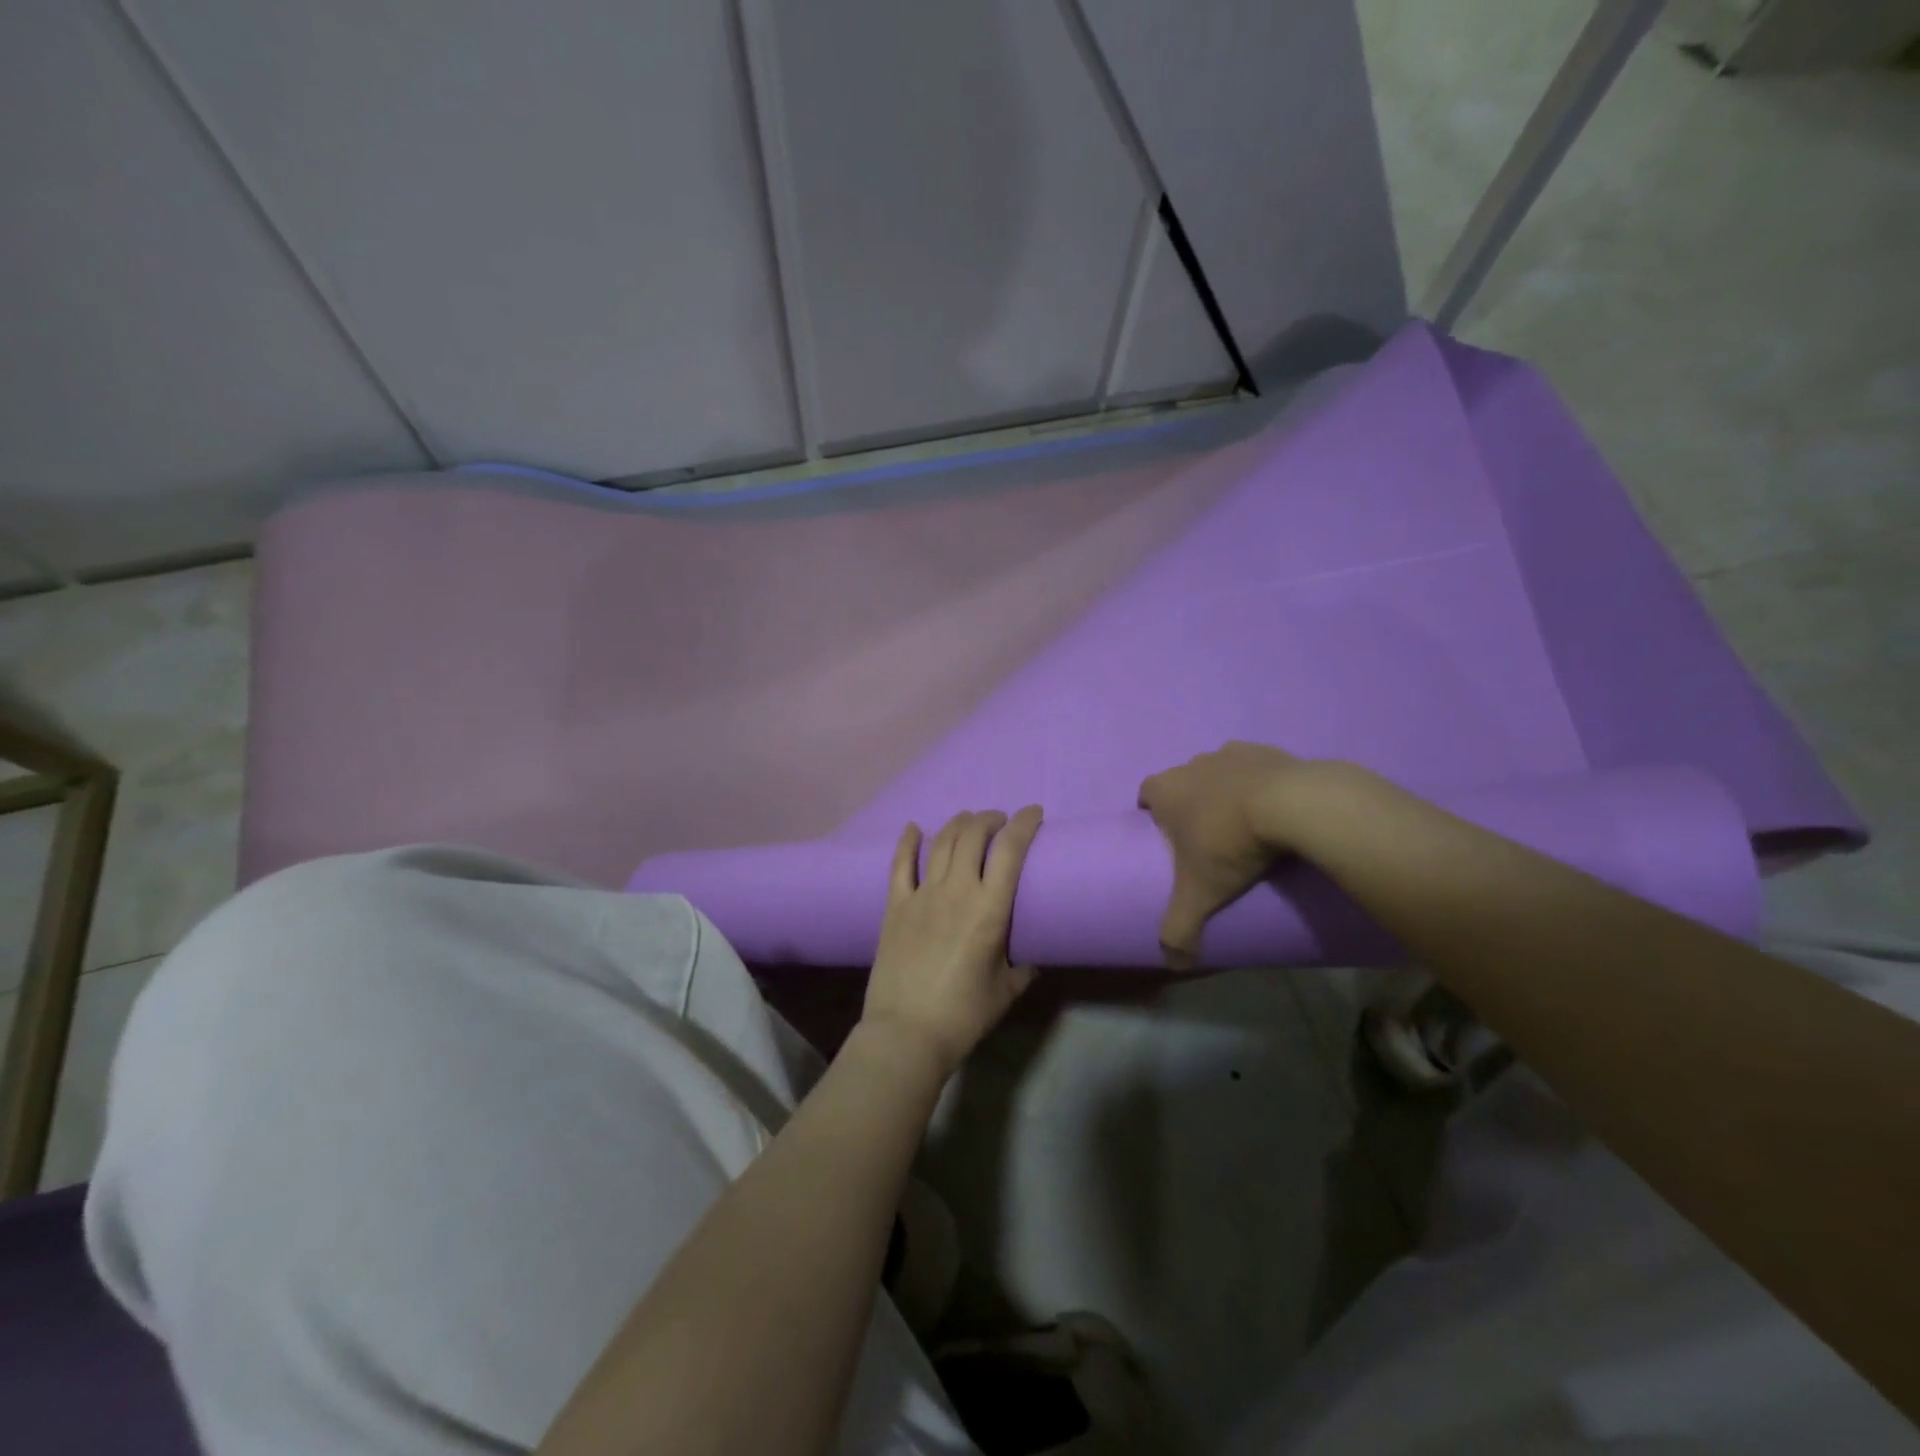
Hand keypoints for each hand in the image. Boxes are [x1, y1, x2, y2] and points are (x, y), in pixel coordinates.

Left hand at [862, 807, 1042, 1076]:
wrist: (906, 1033)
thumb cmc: (963, 1015)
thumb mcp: (1007, 990)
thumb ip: (1024, 965)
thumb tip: (1033, 952)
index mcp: (989, 909)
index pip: (1010, 850)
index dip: (1024, 824)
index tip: (1034, 813)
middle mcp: (956, 891)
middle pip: (972, 835)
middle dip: (990, 819)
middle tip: (1000, 822)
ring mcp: (921, 895)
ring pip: (940, 842)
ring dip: (958, 824)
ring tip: (969, 820)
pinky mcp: (895, 906)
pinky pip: (900, 864)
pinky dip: (907, 841)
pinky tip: (913, 828)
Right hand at [1137, 742, 1310, 968]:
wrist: (1294, 805)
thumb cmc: (1230, 843)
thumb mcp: (1200, 894)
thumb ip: (1180, 928)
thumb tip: (1174, 964)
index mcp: (1166, 790)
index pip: (1146, 794)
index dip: (1153, 813)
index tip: (1169, 838)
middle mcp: (1192, 764)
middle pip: (1183, 782)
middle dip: (1191, 804)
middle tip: (1209, 838)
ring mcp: (1232, 753)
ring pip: (1219, 772)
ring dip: (1227, 792)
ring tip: (1247, 825)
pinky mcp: (1270, 751)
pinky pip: (1258, 768)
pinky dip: (1263, 784)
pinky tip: (1278, 810)